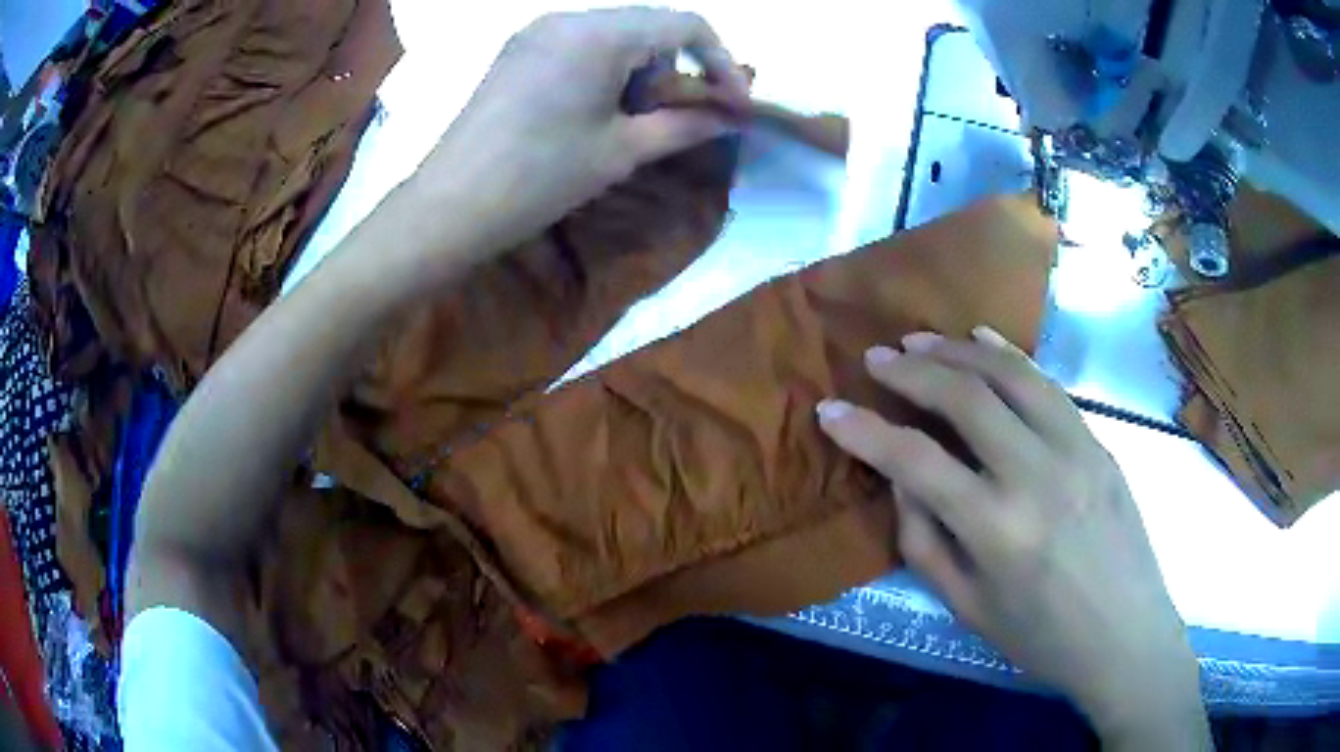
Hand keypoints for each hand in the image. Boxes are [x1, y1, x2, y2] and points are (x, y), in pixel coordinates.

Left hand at [413, 8, 747, 257]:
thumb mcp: (623, 150)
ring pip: (615, 36)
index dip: (721, 61)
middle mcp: (568, 18)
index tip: (734, 105)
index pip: (685, 24)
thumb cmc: (541, 178)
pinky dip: (605, 71)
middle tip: (675, 120)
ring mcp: (537, 32)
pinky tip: (593, 111)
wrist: (451, 206)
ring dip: (640, 72)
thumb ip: (686, 125)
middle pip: (649, 27)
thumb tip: (733, 118)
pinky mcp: (518, 51)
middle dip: (676, 70)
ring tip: (628, 122)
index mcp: (599, 33)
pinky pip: (580, 45)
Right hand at [816, 327, 1208, 747]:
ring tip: (920, 341)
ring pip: (1010, 376)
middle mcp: (1036, 476)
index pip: (915, 461)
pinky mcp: (1099, 442)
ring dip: (958, 352)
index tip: (830, 410)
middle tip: (876, 358)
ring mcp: (1075, 450)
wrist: (1126, 636)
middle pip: (964, 399)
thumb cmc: (1042, 639)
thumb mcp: (969, 609)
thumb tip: (901, 481)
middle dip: (911, 371)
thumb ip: (925, 543)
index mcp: (997, 530)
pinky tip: (983, 342)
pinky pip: (1048, 385)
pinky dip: (1010, 356)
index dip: (865, 431)